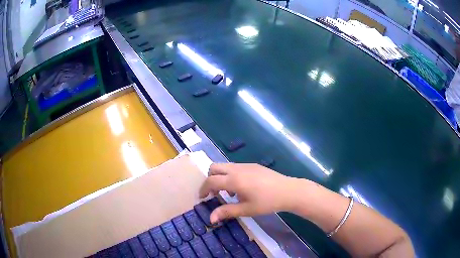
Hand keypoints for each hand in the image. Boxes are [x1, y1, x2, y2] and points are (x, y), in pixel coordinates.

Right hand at [199, 163, 295, 222]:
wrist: (288, 191)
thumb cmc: (267, 202)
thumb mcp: (246, 209)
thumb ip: (226, 212)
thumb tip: (210, 218)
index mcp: (234, 180)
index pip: (210, 180)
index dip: (203, 189)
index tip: (202, 198)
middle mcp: (237, 169)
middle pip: (214, 167)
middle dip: (210, 179)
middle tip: (214, 193)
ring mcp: (246, 165)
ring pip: (225, 166)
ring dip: (221, 177)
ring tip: (230, 194)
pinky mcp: (253, 165)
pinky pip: (235, 167)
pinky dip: (231, 175)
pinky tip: (242, 188)